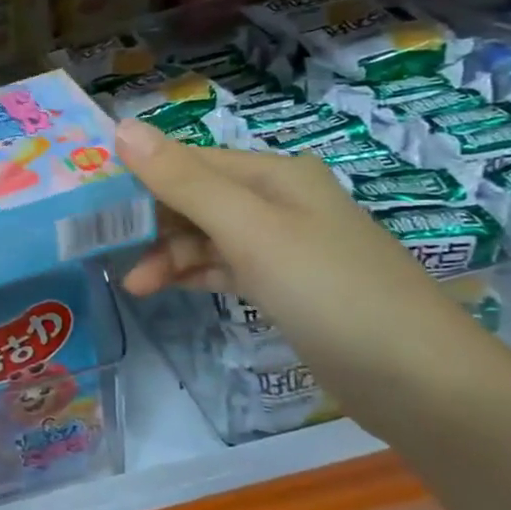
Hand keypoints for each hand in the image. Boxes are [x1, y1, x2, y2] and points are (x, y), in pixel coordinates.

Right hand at [112, 117, 510, 432]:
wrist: (421, 382)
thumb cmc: (329, 290)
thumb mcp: (250, 230)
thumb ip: (183, 180)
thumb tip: (121, 127)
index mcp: (273, 175)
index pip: (188, 161)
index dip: (139, 176)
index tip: (89, 202)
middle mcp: (278, 201)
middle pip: (195, 197)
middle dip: (150, 221)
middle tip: (101, 248)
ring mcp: (284, 245)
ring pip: (206, 236)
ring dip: (167, 255)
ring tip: (133, 285)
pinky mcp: (286, 286)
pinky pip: (224, 267)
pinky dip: (193, 274)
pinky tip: (164, 289)